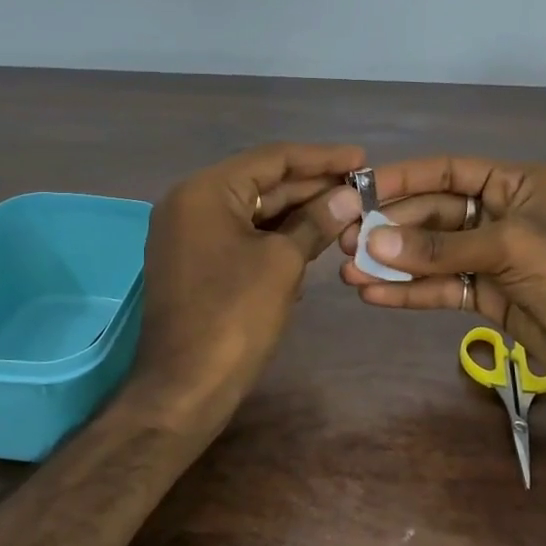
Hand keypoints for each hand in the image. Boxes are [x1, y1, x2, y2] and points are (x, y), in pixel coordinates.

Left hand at [137, 142, 363, 414]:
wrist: (184, 387)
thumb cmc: (234, 316)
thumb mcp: (282, 263)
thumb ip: (314, 222)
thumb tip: (348, 196)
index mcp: (205, 191)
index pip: (271, 159)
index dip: (320, 158)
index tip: (361, 159)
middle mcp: (190, 203)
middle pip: (261, 183)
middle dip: (311, 187)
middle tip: (360, 188)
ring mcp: (189, 235)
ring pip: (252, 212)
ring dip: (297, 214)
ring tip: (346, 212)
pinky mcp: (195, 263)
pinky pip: (241, 237)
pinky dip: (275, 237)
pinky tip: (313, 242)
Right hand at [339, 157, 545, 404]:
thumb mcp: (509, 248)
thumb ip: (441, 247)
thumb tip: (375, 242)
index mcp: (517, 183)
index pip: (449, 171)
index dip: (404, 179)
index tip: (359, 191)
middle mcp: (502, 214)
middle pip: (435, 214)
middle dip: (392, 229)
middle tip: (345, 240)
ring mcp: (494, 257)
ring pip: (434, 254)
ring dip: (394, 263)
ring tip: (348, 271)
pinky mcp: (489, 295)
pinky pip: (443, 287)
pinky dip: (411, 292)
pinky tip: (374, 296)